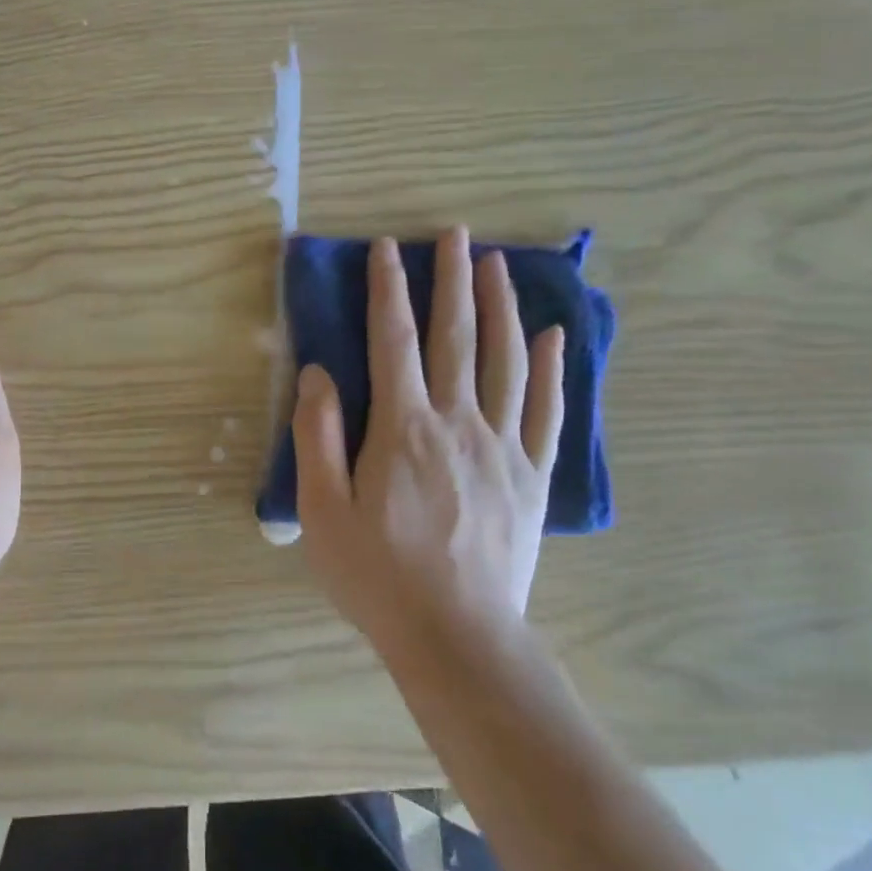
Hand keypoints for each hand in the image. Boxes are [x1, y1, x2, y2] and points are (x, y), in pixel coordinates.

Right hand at [293, 228, 563, 657]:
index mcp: (402, 428)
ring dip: (499, 308)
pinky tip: (553, 336)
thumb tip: (318, 373)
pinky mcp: (532, 475)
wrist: (457, 637)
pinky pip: (546, 411)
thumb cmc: (377, 575)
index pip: (394, 341)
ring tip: (496, 265)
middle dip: (451, 280)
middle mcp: (458, 423)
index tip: (386, 248)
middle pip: (456, 337)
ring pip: (506, 361)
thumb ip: (318, 435)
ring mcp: (503, 447)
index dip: (388, 290)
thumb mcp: (322, 510)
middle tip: (455, 234)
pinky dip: (551, 369)